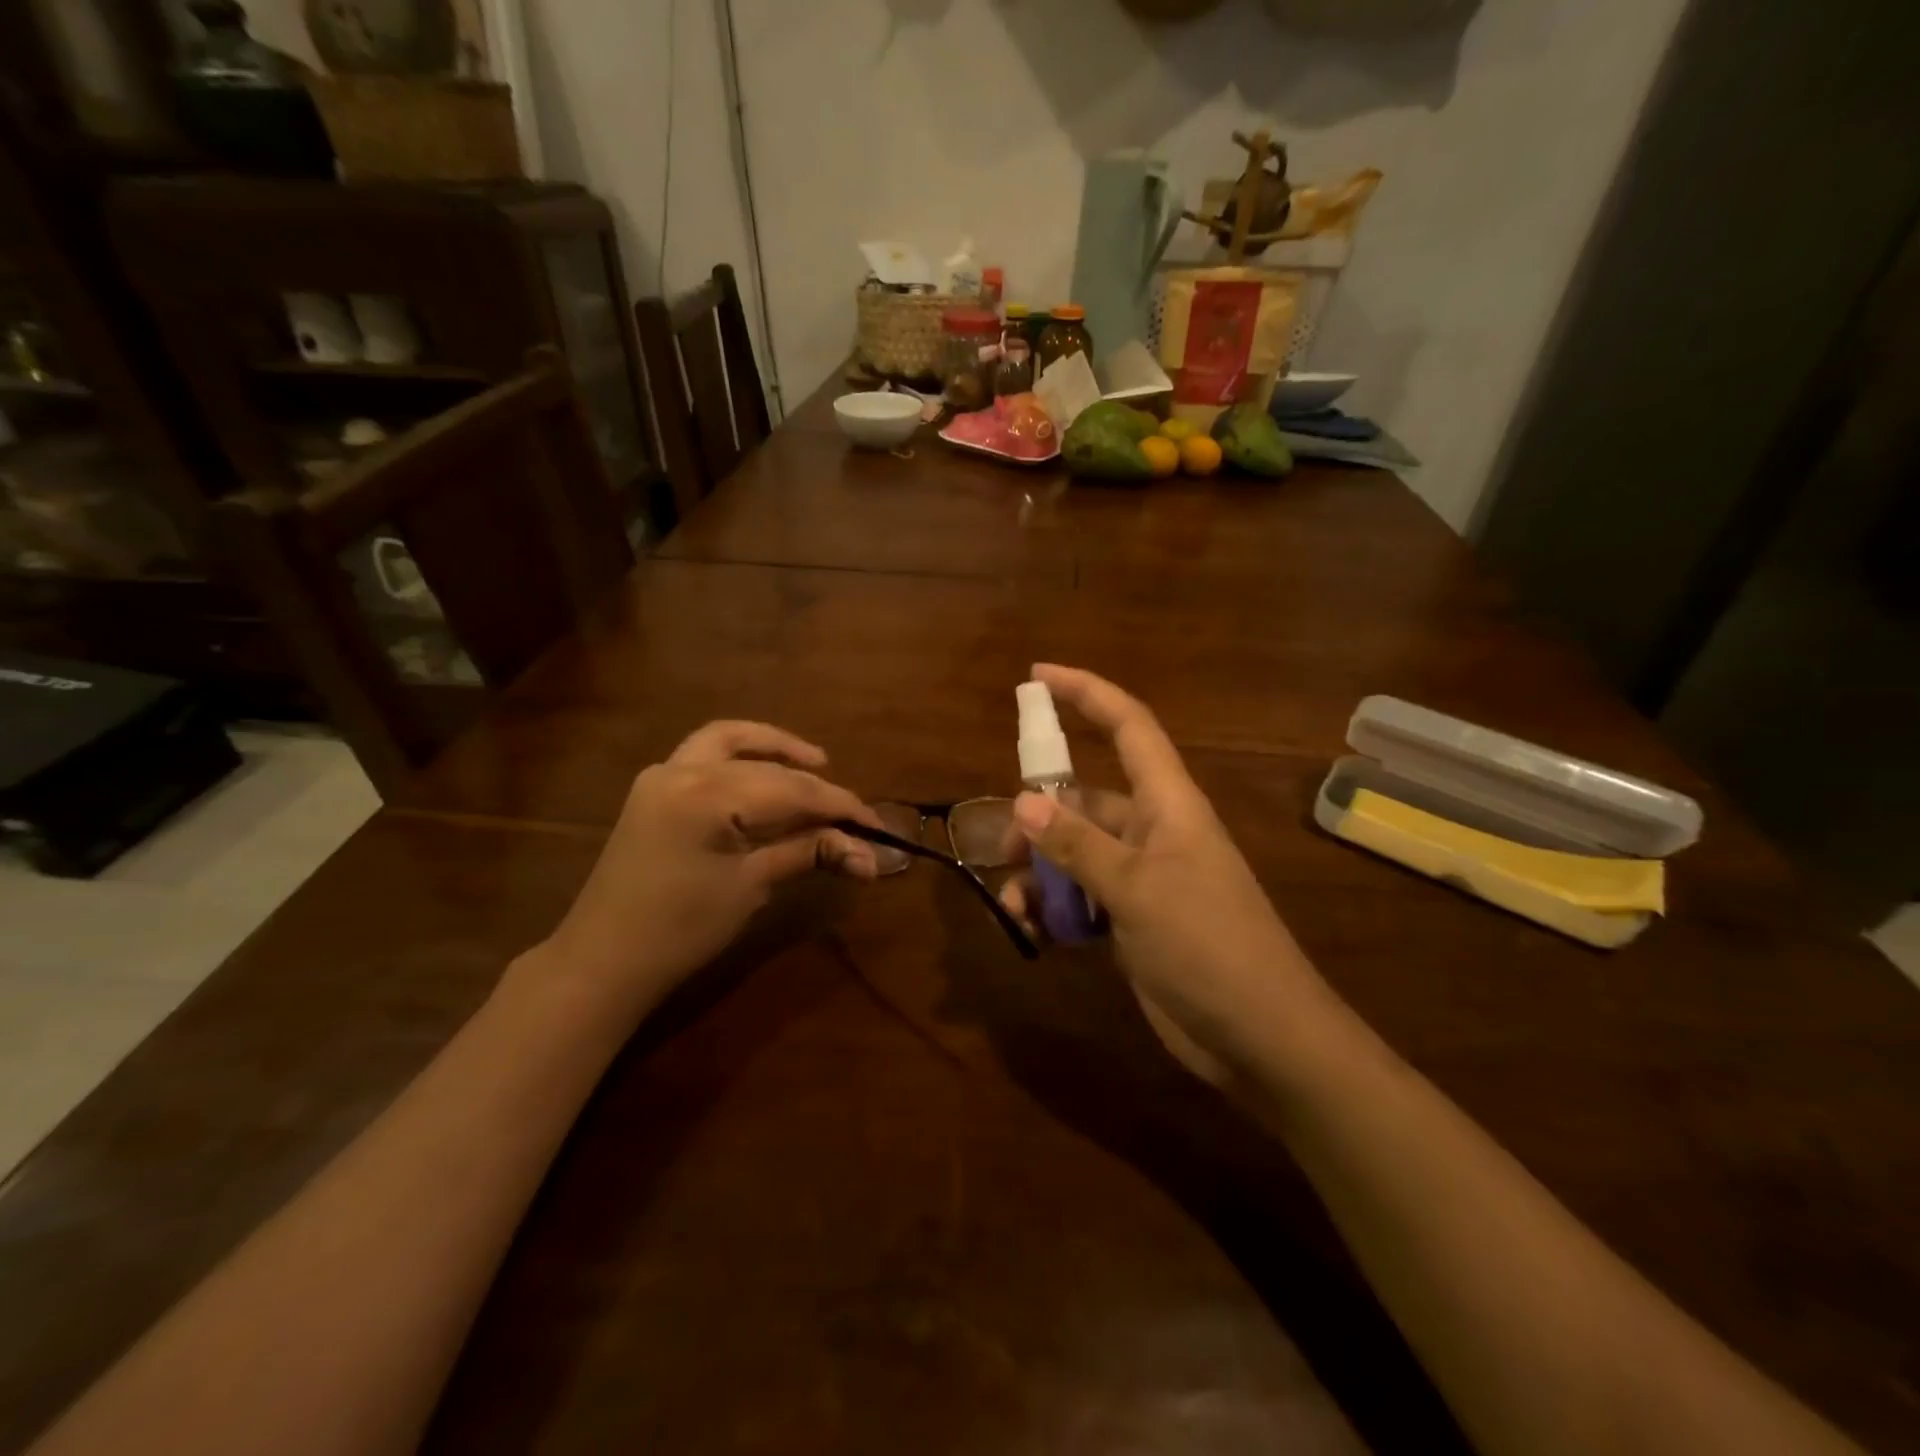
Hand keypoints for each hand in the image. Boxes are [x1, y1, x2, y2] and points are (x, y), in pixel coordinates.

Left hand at [531, 721, 880, 1020]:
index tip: (877, 828)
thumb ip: (808, 853)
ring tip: (816, 761)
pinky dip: (741, 755)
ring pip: (730, 740)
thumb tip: (868, 855)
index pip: (794, 791)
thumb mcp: (752, 886)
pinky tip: (764, 772)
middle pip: (769, 769)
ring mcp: (663, 773)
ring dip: (775, 747)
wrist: (604, 959)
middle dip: (816, 789)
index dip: (841, 807)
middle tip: (852, 816)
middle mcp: (684, 769)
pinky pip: (705, 753)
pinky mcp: (654, 788)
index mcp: (709, 794)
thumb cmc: (682, 930)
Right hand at [999, 665, 1335, 1086]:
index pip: (1127, 726)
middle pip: (1085, 799)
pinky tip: (1034, 931)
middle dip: (1039, 816)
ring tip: (1014, 904)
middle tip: (1004, 847)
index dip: (1085, 693)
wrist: (1261, 1037)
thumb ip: (1078, 845)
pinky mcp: (1134, 919)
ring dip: (1041, 873)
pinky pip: (1082, 897)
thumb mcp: (1136, 891)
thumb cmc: (1207, 946)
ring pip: (1076, 853)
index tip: (1036, 677)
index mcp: (1168, 804)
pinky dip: (1055, 909)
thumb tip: (1022, 802)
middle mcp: (1154, 831)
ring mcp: (1144, 877)